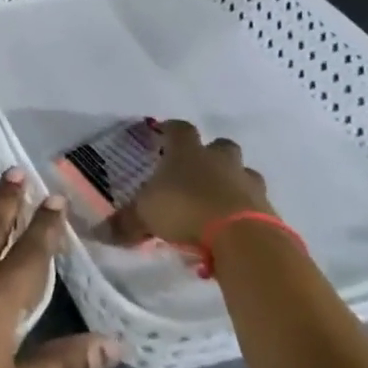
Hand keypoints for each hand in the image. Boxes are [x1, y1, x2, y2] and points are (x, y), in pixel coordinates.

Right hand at [108, 122, 272, 246]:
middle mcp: (220, 161)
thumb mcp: (146, 217)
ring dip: (233, 182)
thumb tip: (99, 233)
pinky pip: (256, 203)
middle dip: (211, 155)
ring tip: (219, 202)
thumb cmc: (185, 211)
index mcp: (188, 153)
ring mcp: (248, 183)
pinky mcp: (267, 209)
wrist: (242, 238)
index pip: (179, 129)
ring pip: (243, 173)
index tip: (163, 134)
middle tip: (198, 171)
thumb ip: (125, 223)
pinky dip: (245, 211)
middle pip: (220, 146)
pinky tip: (233, 228)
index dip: (170, 130)